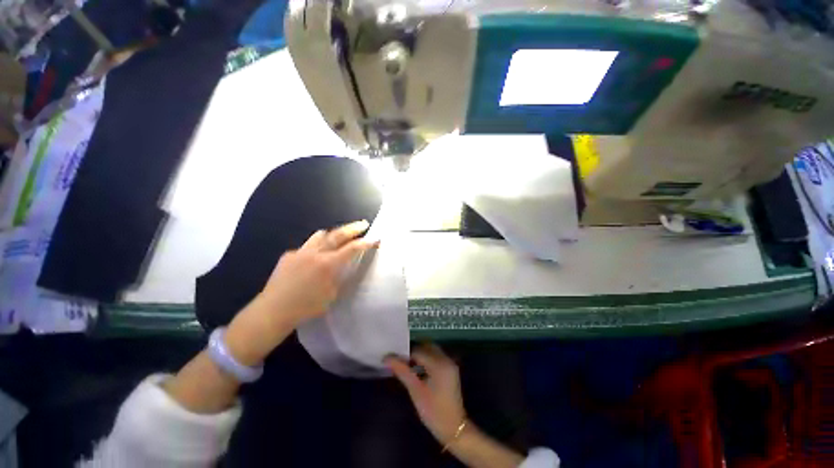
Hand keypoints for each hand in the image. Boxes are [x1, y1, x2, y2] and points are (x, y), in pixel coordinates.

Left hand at [225, 220, 377, 365]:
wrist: (273, 310)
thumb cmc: (306, 307)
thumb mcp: (331, 295)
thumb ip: (338, 277)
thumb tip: (341, 268)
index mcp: (328, 264)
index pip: (352, 249)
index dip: (365, 243)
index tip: (375, 238)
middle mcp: (315, 253)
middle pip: (337, 235)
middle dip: (353, 228)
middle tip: (363, 224)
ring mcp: (300, 252)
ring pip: (320, 235)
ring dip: (332, 234)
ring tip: (338, 237)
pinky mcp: (288, 255)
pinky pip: (306, 247)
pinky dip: (314, 249)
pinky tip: (312, 260)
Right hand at [386, 344, 466, 443]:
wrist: (453, 428)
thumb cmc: (433, 411)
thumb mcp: (415, 391)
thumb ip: (402, 371)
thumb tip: (387, 358)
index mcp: (439, 364)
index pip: (418, 351)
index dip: (405, 354)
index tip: (394, 360)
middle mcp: (446, 359)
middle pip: (426, 347)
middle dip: (413, 352)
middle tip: (400, 361)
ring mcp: (450, 363)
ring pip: (432, 350)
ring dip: (420, 354)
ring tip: (407, 365)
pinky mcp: (451, 368)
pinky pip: (436, 356)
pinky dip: (427, 359)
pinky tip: (418, 369)